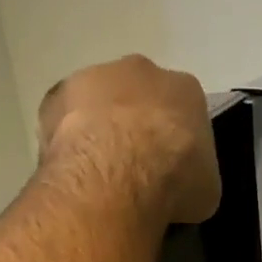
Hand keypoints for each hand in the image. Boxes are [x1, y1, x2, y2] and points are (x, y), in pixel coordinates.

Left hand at [38, 56, 220, 225]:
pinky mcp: (55, 96)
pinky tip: (70, 172)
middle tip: (129, 168)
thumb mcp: (205, 190)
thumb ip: (193, 177)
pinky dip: (66, 142)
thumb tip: (182, 188)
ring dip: (96, 130)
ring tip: (95, 174)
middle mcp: (141, 70)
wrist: (119, 173)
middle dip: (132, 127)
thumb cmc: (175, 180)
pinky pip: (62, 121)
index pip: (181, 110)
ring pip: (97, 103)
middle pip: (137, 97)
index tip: (167, 169)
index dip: (173, 142)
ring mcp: (94, 77)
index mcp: (184, 89)